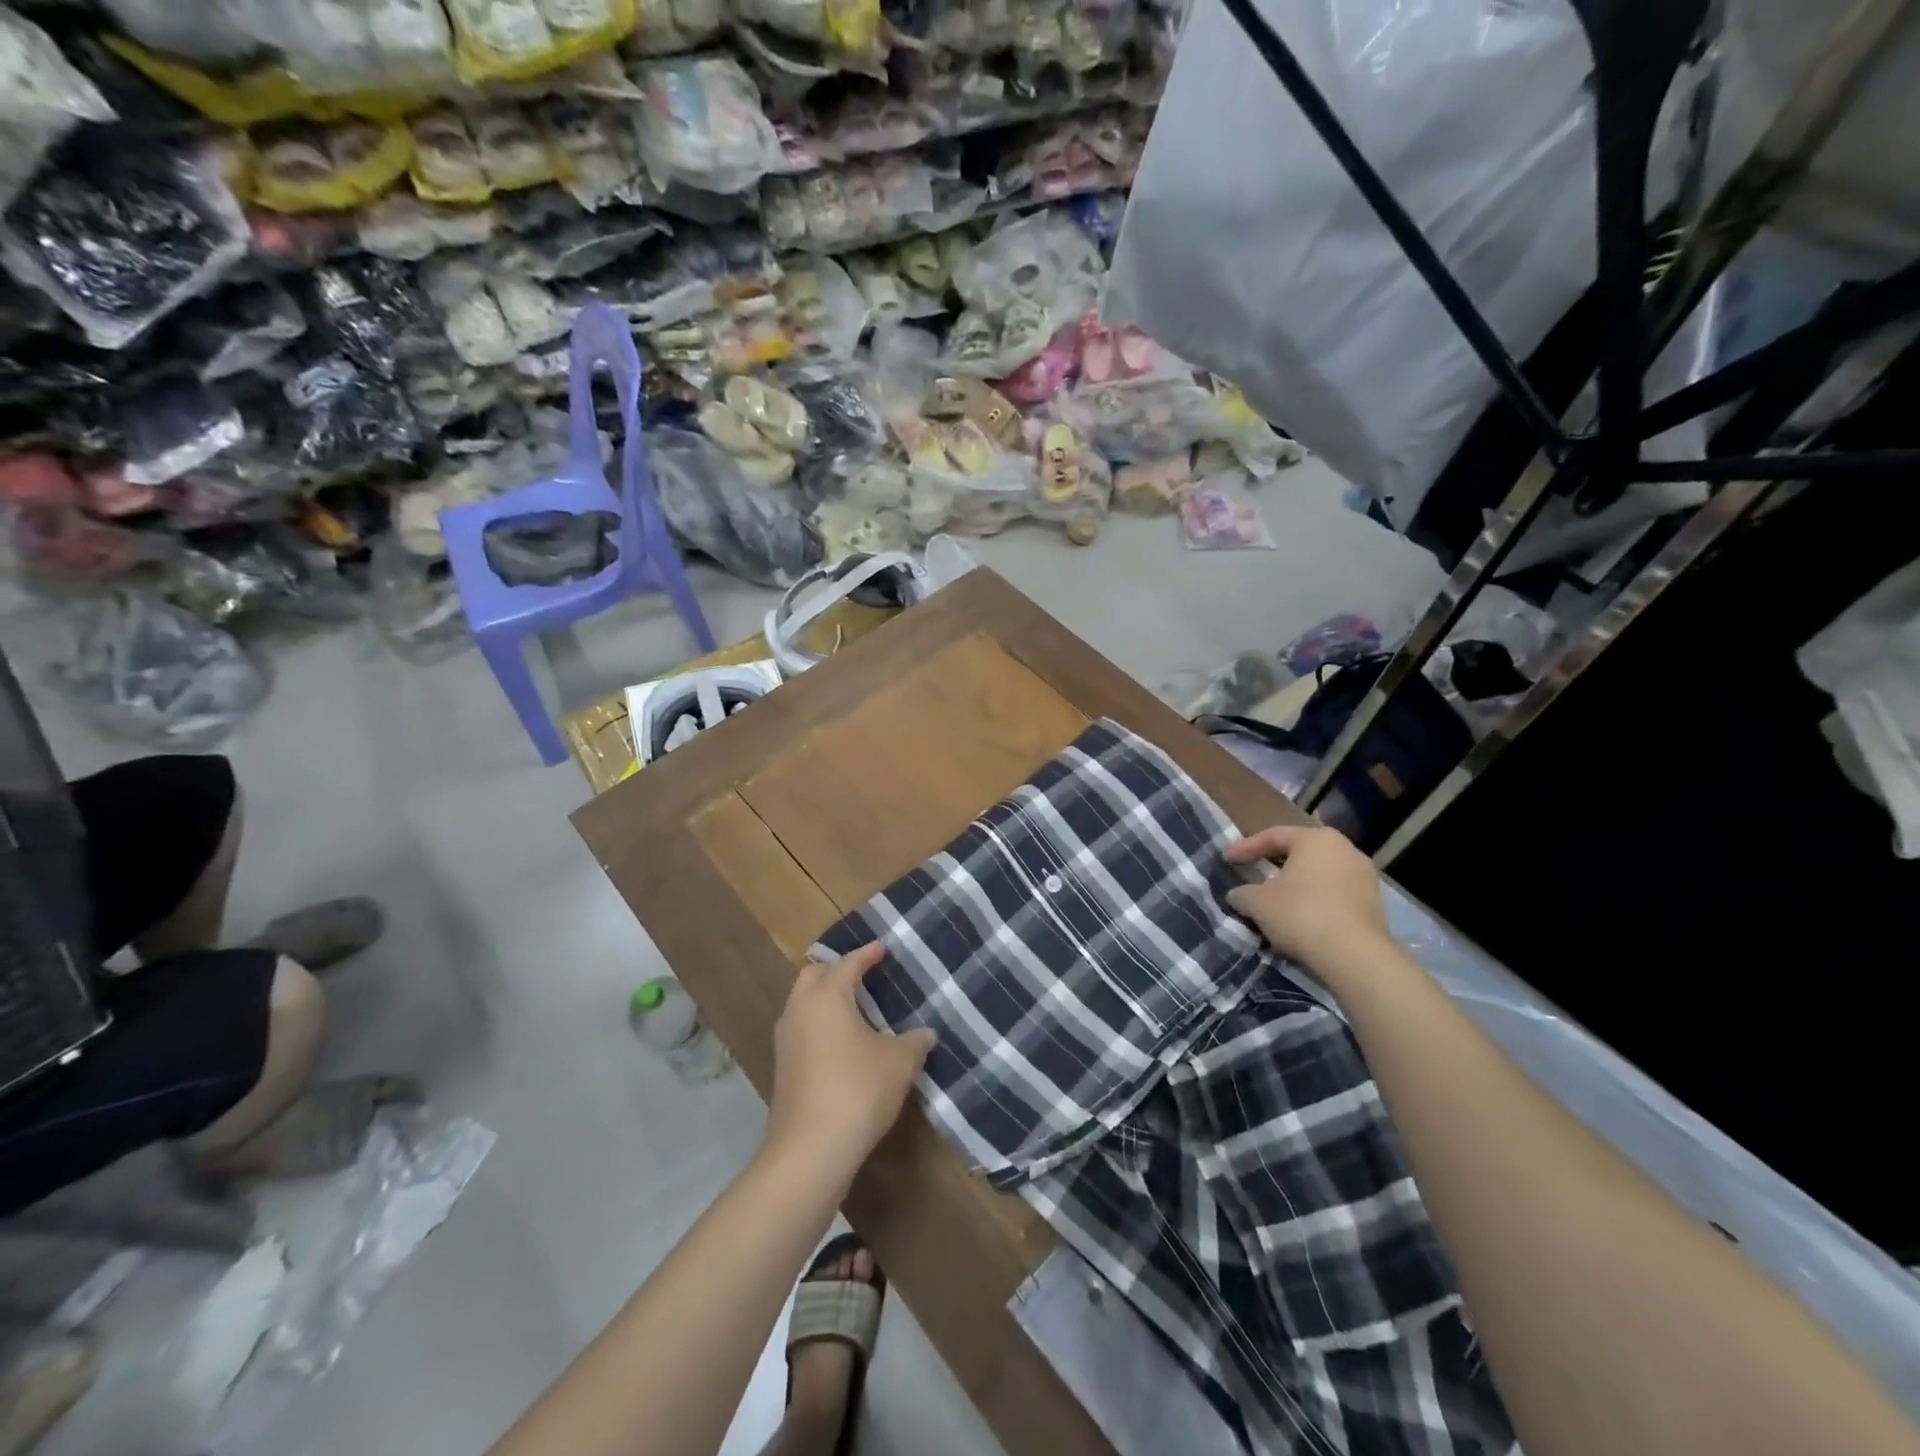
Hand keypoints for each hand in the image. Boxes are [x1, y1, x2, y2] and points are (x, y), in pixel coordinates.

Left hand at [765, 944, 935, 1188]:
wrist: (810, 1150)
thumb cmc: (858, 1090)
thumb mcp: (899, 1063)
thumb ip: (914, 1042)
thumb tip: (926, 1033)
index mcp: (827, 996)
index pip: (847, 964)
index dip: (866, 954)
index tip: (881, 948)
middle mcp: (800, 1010)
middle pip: (814, 975)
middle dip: (837, 969)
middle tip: (863, 973)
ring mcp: (786, 1040)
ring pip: (803, 1002)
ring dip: (825, 997)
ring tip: (854, 1005)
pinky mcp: (783, 1067)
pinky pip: (801, 1028)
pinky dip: (819, 1022)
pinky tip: (841, 1040)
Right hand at [1224, 824, 1390, 967]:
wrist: (1355, 956)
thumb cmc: (1300, 914)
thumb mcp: (1257, 903)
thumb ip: (1243, 893)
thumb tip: (1237, 895)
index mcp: (1316, 839)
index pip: (1273, 836)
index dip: (1245, 847)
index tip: (1226, 859)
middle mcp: (1345, 850)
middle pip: (1300, 853)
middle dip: (1274, 865)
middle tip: (1253, 873)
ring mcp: (1365, 877)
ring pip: (1319, 876)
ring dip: (1296, 887)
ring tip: (1275, 903)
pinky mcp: (1375, 905)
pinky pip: (1335, 896)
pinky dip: (1314, 903)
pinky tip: (1299, 921)